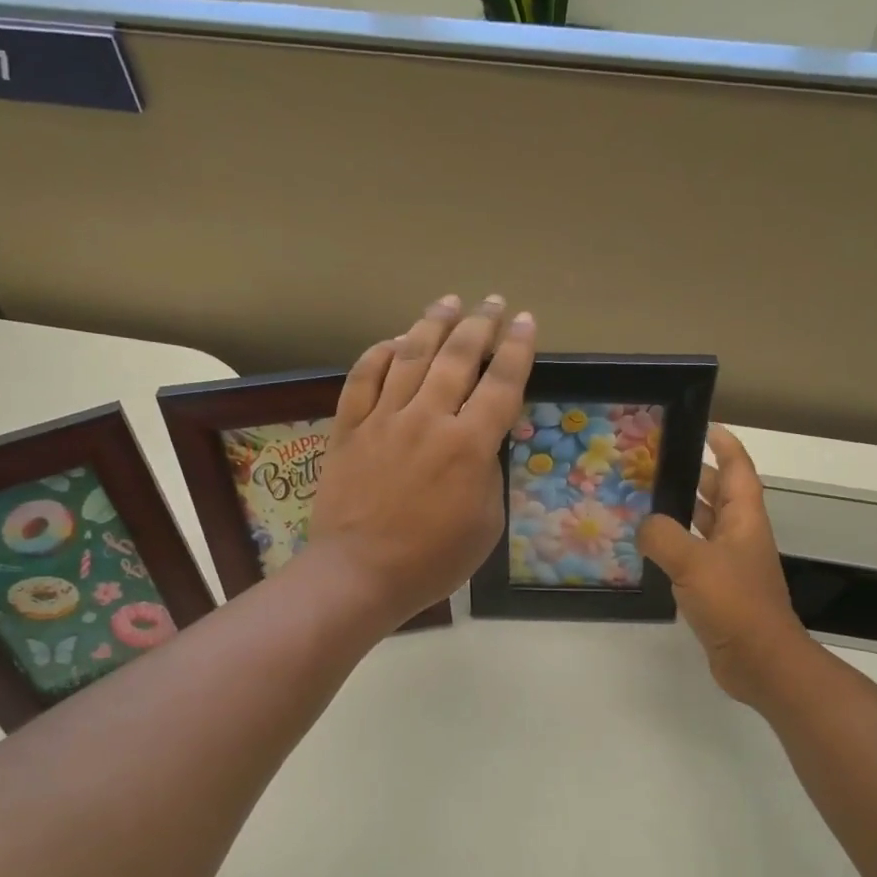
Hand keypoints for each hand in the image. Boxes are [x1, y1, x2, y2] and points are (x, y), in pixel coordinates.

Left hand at [306, 295, 535, 629]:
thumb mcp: (486, 523)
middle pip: (457, 356)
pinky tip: (391, 342)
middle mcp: (428, 419)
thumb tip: (480, 444)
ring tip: (448, 302)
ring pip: (409, 356)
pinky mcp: (349, 428)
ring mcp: (384, 419)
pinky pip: (362, 378)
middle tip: (493, 302)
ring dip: (432, 324)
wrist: (360, 573)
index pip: (501, 383)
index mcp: (469, 445)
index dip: (518, 348)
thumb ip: (488, 474)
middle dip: (480, 323)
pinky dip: (378, 354)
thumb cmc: (433, 559)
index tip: (527, 322)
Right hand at [637, 425, 811, 703]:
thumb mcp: (693, 561)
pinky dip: (674, 546)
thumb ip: (663, 536)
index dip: (725, 445)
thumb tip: (644, 524)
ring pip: (704, 526)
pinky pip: (693, 557)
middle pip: (719, 494)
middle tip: (657, 463)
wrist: (759, 660)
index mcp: (743, 519)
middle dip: (695, 475)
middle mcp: (739, 536)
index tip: (704, 427)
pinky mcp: (718, 590)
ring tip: (644, 499)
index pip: (737, 469)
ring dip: (681, 511)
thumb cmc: (734, 602)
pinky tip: (648, 549)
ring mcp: (730, 564)